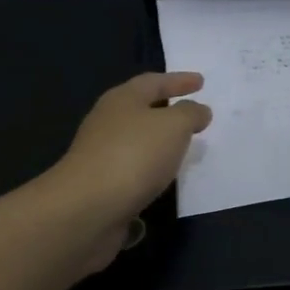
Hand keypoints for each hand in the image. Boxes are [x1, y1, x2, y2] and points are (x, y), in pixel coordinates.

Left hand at [46, 73, 211, 266]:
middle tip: (192, 112)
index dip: (179, 80)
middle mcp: (108, 122)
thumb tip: (198, 110)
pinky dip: (150, 167)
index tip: (201, 82)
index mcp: (122, 99)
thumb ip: (190, 114)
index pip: (154, 82)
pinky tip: (163, 176)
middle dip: (167, 108)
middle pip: (140, 108)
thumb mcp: (173, 126)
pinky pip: (133, 168)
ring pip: (137, 140)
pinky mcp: (101, 184)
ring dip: (159, 141)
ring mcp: (101, 154)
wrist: (87, 208)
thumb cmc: (134, 155)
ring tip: (183, 146)